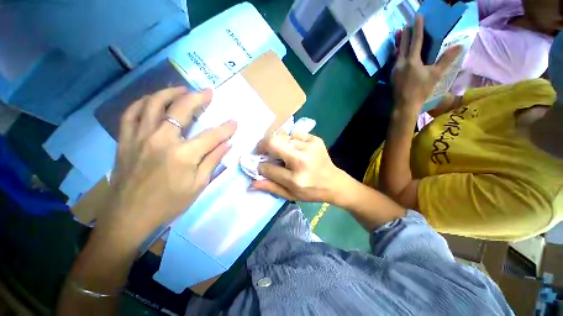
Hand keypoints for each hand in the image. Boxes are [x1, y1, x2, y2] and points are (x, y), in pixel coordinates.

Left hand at [96, 87, 236, 240]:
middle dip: (198, 98)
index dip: (226, 128)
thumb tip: (227, 144)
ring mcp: (140, 137)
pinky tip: (152, 100)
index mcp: (183, 155)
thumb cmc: (169, 204)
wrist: (130, 217)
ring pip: (153, 104)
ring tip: (181, 90)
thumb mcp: (198, 185)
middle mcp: (161, 139)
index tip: (235, 121)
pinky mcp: (125, 140)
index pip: (212, 136)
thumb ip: (212, 160)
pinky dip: (142, 103)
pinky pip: (131, 113)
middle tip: (208, 92)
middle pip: (181, 109)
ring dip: (170, 93)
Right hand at [251, 132, 346, 202]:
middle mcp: (302, 160)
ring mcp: (310, 147)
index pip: (268, 168)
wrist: (334, 182)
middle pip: (274, 142)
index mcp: (296, 179)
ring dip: (277, 143)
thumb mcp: (290, 195)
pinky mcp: (315, 139)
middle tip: (261, 150)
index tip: (259, 164)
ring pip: (283, 136)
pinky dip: (290, 139)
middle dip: (263, 145)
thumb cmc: (311, 191)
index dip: (260, 166)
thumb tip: (251, 183)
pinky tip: (293, 147)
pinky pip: (295, 133)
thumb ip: (271, 187)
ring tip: (280, 150)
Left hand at [392, 16, 460, 111]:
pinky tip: (397, 53)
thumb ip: (446, 59)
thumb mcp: (435, 74)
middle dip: (406, 33)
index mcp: (412, 61)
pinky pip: (394, 61)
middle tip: (407, 24)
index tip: (417, 17)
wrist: (405, 104)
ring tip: (400, 34)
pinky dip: (397, 54)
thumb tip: (459, 46)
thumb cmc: (421, 90)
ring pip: (397, 53)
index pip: (416, 40)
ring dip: (400, 43)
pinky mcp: (392, 75)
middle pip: (404, 45)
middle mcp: (401, 63)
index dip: (417, 28)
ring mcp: (395, 69)